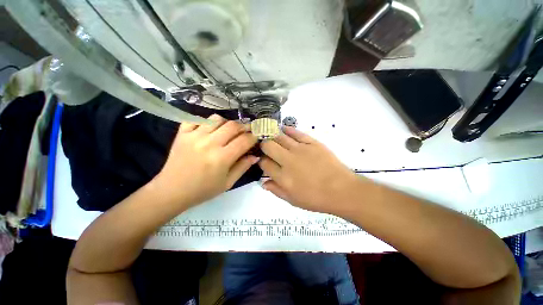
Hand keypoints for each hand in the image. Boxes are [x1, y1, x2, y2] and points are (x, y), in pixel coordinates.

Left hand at [153, 115, 257, 209]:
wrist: (171, 191)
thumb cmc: (203, 190)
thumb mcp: (227, 183)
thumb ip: (243, 167)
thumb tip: (256, 156)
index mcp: (222, 158)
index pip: (244, 140)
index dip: (254, 136)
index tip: (257, 136)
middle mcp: (209, 144)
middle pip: (233, 126)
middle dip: (244, 127)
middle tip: (246, 131)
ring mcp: (194, 136)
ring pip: (217, 119)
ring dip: (227, 123)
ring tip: (228, 131)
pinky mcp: (182, 134)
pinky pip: (197, 118)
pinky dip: (206, 121)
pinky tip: (210, 129)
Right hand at [258, 126, 361, 214]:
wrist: (342, 190)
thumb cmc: (316, 198)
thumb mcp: (293, 200)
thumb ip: (276, 190)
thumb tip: (263, 182)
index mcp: (283, 177)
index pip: (264, 163)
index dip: (261, 161)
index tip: (263, 160)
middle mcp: (288, 161)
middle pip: (268, 146)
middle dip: (264, 145)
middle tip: (266, 147)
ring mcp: (300, 150)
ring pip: (280, 137)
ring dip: (273, 136)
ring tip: (271, 136)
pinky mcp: (312, 143)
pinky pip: (296, 133)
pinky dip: (288, 130)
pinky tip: (283, 129)